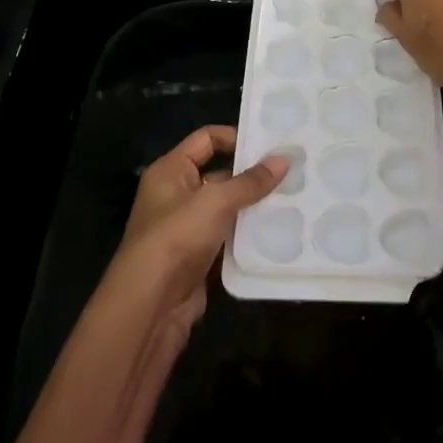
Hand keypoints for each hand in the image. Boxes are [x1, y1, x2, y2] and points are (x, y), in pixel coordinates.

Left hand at [109, 126, 287, 347]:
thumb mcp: (215, 201)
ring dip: (253, 205)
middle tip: (291, 171)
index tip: (270, 143)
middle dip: (252, 174)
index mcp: (171, 170)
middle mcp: (176, 194)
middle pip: (219, 173)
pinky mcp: (198, 257)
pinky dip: (248, 234)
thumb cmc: (177, 237)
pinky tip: (278, 231)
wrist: (150, 306)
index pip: (206, 139)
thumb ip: (250, 181)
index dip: (236, 137)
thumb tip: (284, 159)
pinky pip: (228, 237)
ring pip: (226, 207)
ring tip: (293, 198)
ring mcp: (187, 228)